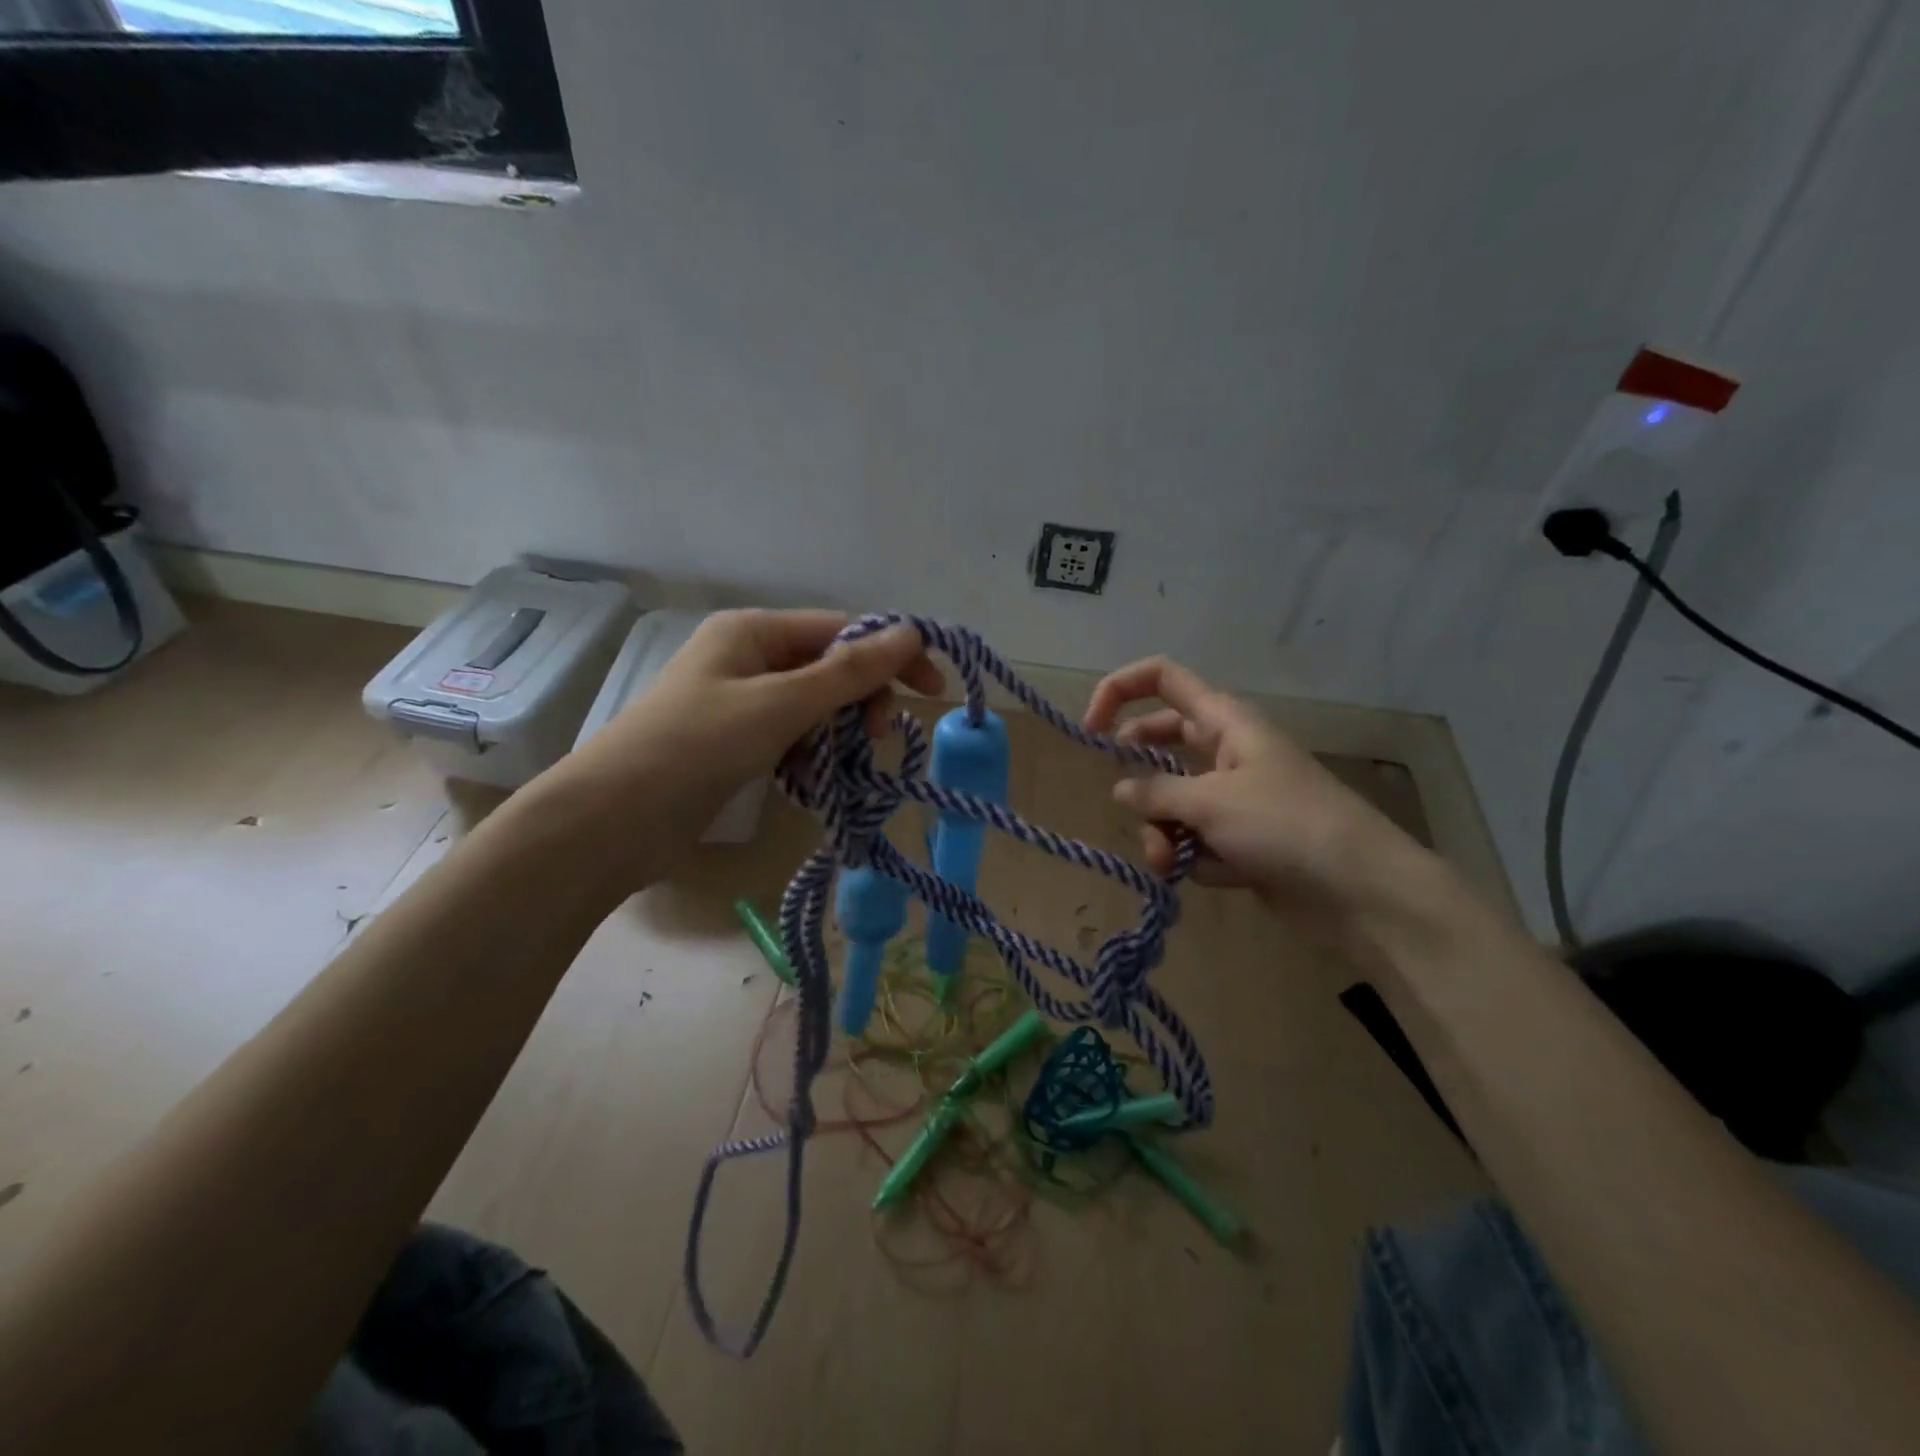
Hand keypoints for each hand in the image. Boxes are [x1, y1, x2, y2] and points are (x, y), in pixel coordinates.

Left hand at [544, 610, 941, 871]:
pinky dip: (812, 755)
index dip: (891, 655)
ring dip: (838, 732)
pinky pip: (792, 737)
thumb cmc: (697, 746)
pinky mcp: (735, 743)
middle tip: (879, 738)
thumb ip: (848, 672)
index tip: (933, 690)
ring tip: (844, 766)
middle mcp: (747, 657)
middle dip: (862, 699)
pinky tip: (812, 780)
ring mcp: (739, 702)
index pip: (841, 630)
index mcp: (754, 631)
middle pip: (829, 667)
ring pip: (814, 706)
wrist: (613, 820)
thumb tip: (912, 632)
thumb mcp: (780, 704)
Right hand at [1084, 656, 1423, 946]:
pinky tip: (1214, 875)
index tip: (1090, 731)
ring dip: (1162, 832)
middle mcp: (1227, 753)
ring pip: (1173, 802)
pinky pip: (1195, 841)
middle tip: (1126, 799)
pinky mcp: (1241, 843)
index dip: (1119, 692)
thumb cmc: (1285, 826)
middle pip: (1162, 744)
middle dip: (1140, 776)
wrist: (1360, 891)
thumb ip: (1156, 793)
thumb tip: (1122, 790)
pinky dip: (1194, 858)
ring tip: (1169, 860)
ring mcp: (1235, 800)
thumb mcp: (1210, 802)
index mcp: (1225, 723)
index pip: (1163, 680)